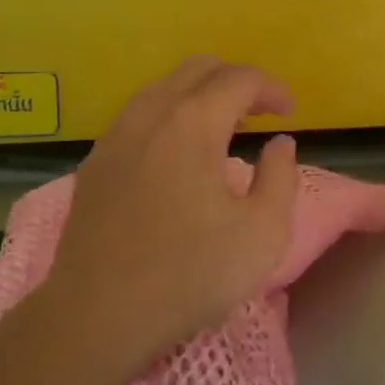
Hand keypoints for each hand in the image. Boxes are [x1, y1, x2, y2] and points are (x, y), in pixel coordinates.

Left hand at [38, 57, 298, 364]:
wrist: (97, 316)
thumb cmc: (189, 274)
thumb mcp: (263, 233)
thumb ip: (281, 178)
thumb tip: (279, 144)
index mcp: (193, 122)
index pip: (239, 79)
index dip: (271, 88)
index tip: (289, 112)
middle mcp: (151, 114)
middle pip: (198, 69)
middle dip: (235, 81)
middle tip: (258, 113)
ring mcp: (116, 136)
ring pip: (163, 87)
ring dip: (199, 95)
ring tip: (221, 129)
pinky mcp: (95, 162)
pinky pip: (138, 115)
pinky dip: (168, 116)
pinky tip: (176, 154)